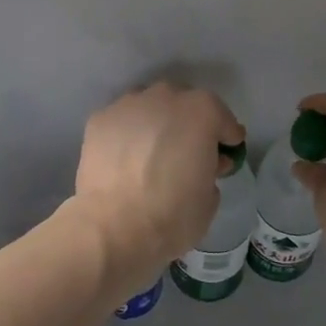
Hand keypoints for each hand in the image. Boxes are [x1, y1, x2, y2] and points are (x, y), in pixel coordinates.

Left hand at [65, 83, 243, 296]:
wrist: (114, 228)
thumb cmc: (173, 215)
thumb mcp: (210, 197)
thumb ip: (212, 169)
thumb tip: (205, 163)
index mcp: (201, 111)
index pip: (221, 118)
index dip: (226, 137)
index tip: (226, 151)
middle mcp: (165, 97)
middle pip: (184, 104)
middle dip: (189, 123)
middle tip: (187, 151)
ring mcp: (129, 104)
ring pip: (150, 106)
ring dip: (156, 122)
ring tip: (151, 151)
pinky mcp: (100, 118)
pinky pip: (123, 120)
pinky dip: (128, 133)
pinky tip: (125, 157)